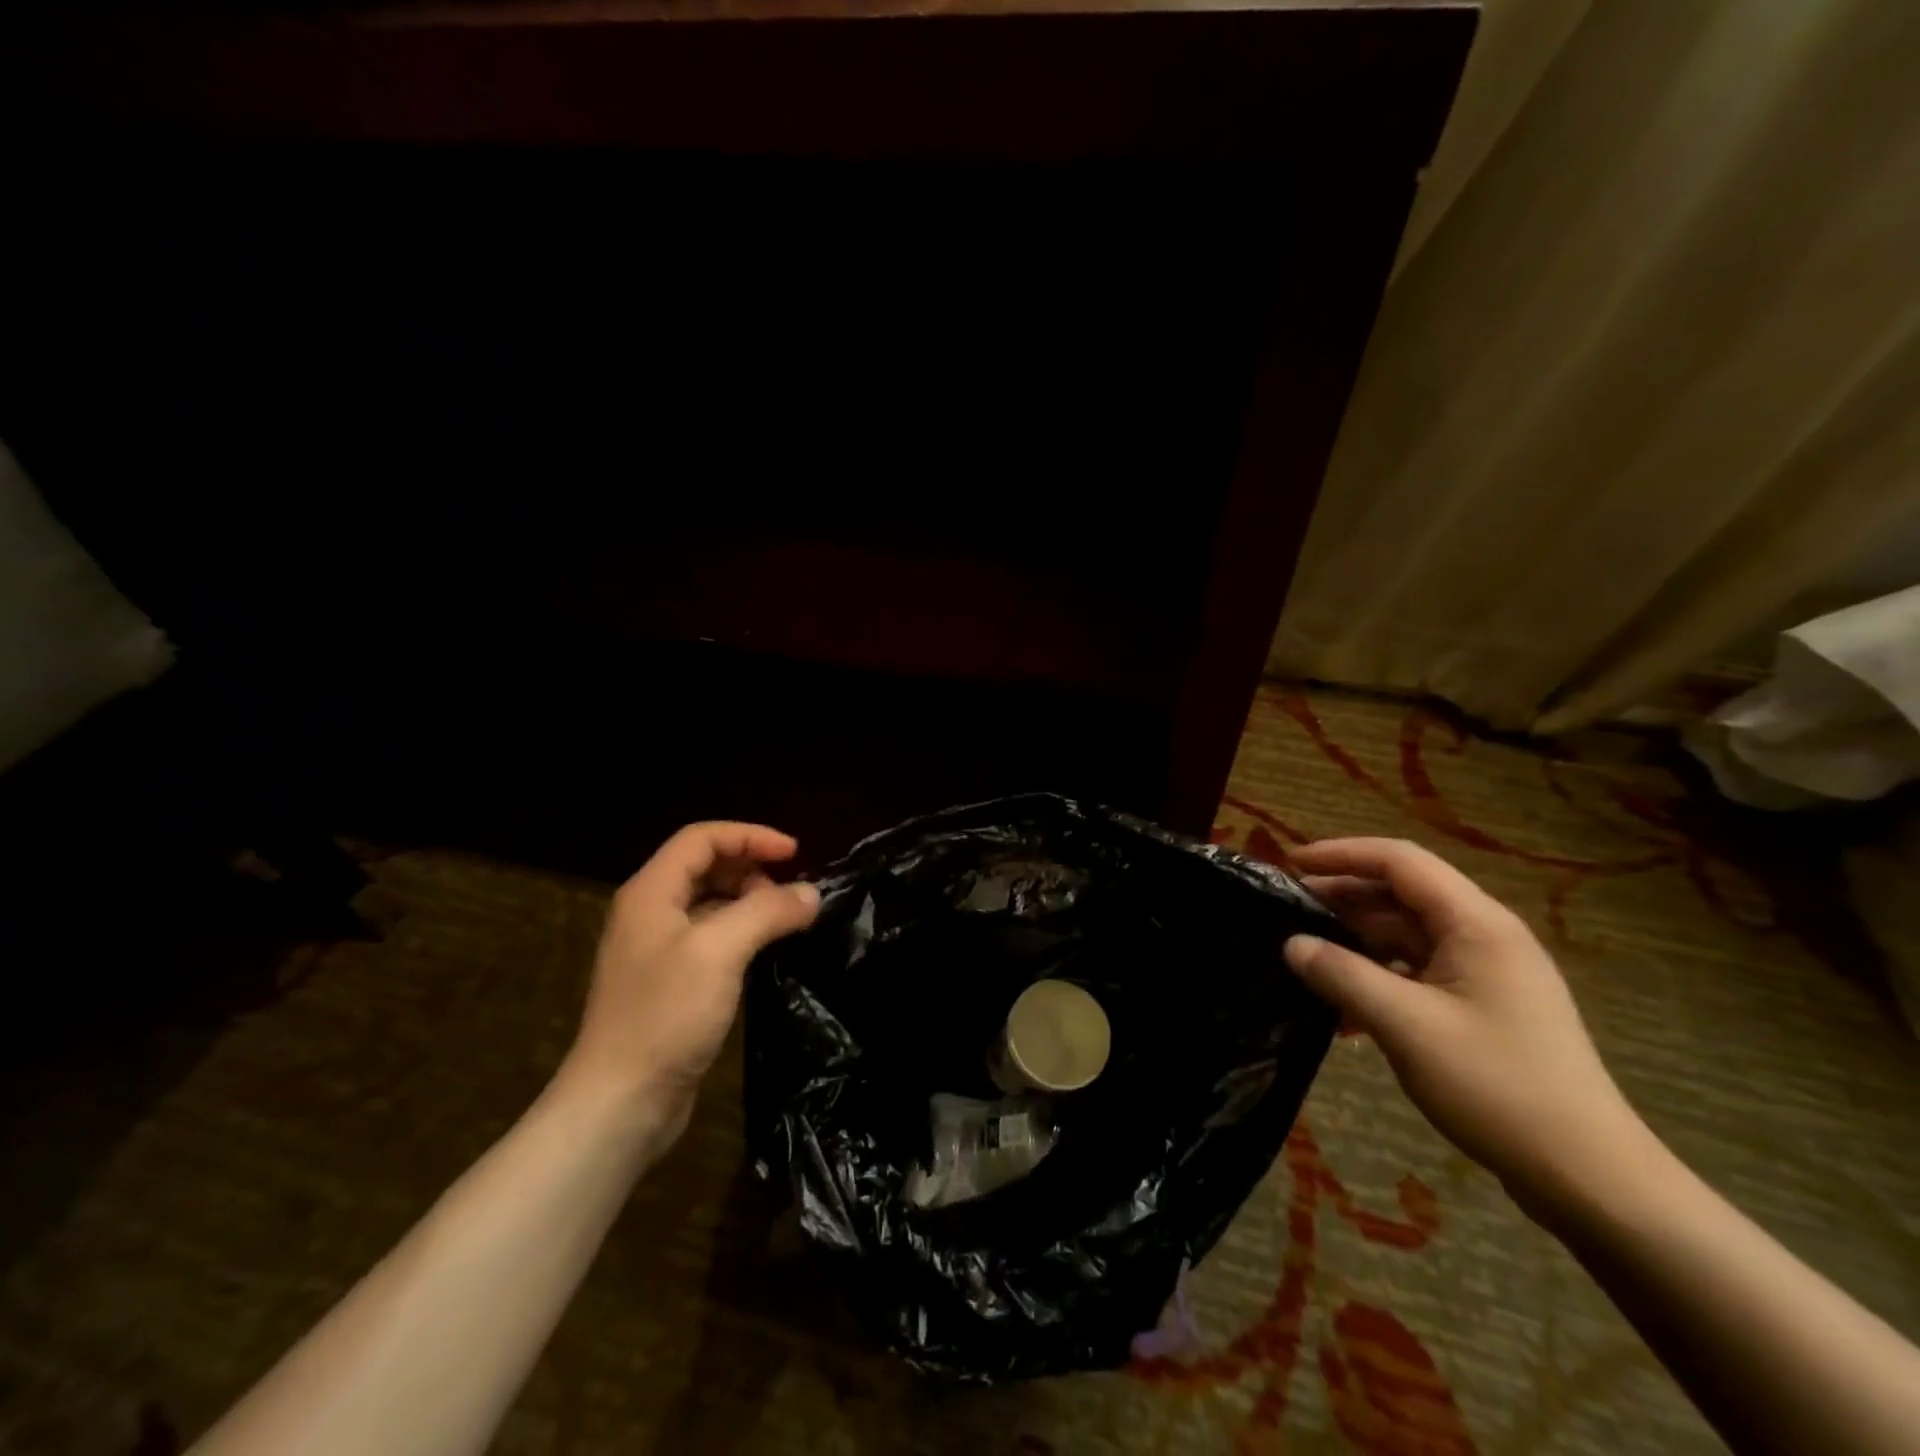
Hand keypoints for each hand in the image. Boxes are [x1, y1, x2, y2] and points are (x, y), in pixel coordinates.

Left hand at [561, 822, 819, 1123]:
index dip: (750, 836)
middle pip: (706, 866)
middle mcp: (650, 912)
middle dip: (752, 868)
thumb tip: (811, 894)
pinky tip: (765, 953)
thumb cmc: (665, 1015)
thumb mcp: (720, 951)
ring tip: (785, 923)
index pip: (702, 838)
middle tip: (791, 894)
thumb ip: (767, 911)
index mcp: (651, 892)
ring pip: (710, 903)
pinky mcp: (670, 983)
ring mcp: (657, 950)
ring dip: (750, 902)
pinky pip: (711, 938)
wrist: (620, 1103)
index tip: (795, 853)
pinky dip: (742, 933)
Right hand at [1284, 838, 1649, 1209]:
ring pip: (1407, 937)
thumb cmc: (1497, 1087)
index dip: (1342, 854)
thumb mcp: (1406, 1027)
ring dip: (1356, 944)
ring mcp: (1486, 975)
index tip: (1291, 864)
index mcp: (1476, 925)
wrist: (1589, 1177)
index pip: (1400, 862)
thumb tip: (1292, 944)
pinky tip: (1344, 1015)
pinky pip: (1418, 975)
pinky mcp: (1483, 1009)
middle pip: (1402, 896)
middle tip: (1286, 911)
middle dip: (1343, 898)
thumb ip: (1343, 976)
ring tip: (1305, 960)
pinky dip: (1378, 981)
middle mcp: (1484, 937)